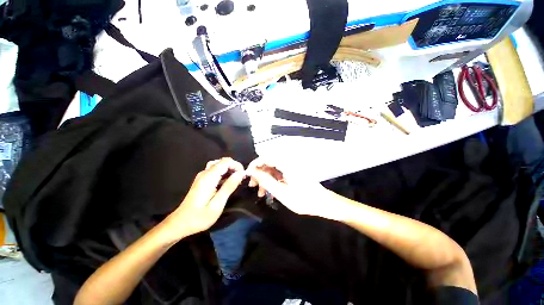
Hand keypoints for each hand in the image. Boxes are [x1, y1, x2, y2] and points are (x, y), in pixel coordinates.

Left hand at [162, 158, 245, 240]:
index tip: (243, 176)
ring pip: (219, 165)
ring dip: (229, 170)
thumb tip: (240, 173)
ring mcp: (202, 176)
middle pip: (223, 161)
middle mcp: (205, 173)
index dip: (237, 165)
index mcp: (209, 177)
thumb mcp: (217, 204)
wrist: (180, 223)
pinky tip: (227, 183)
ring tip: (236, 180)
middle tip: (241, 179)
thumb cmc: (199, 217)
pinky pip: (215, 170)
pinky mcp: (202, 180)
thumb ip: (229, 187)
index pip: (226, 161)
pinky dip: (224, 173)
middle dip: (234, 167)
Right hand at [246, 158, 333, 217]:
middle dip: (258, 174)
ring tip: (260, 193)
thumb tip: (252, 172)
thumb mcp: (281, 192)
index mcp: (286, 164)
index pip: (266, 157)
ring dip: (264, 179)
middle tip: (252, 186)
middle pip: (268, 163)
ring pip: (272, 170)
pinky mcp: (291, 173)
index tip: (248, 175)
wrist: (323, 203)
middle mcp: (287, 163)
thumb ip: (266, 180)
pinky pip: (278, 174)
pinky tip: (268, 192)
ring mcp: (290, 168)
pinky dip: (271, 182)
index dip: (255, 164)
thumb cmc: (303, 199)